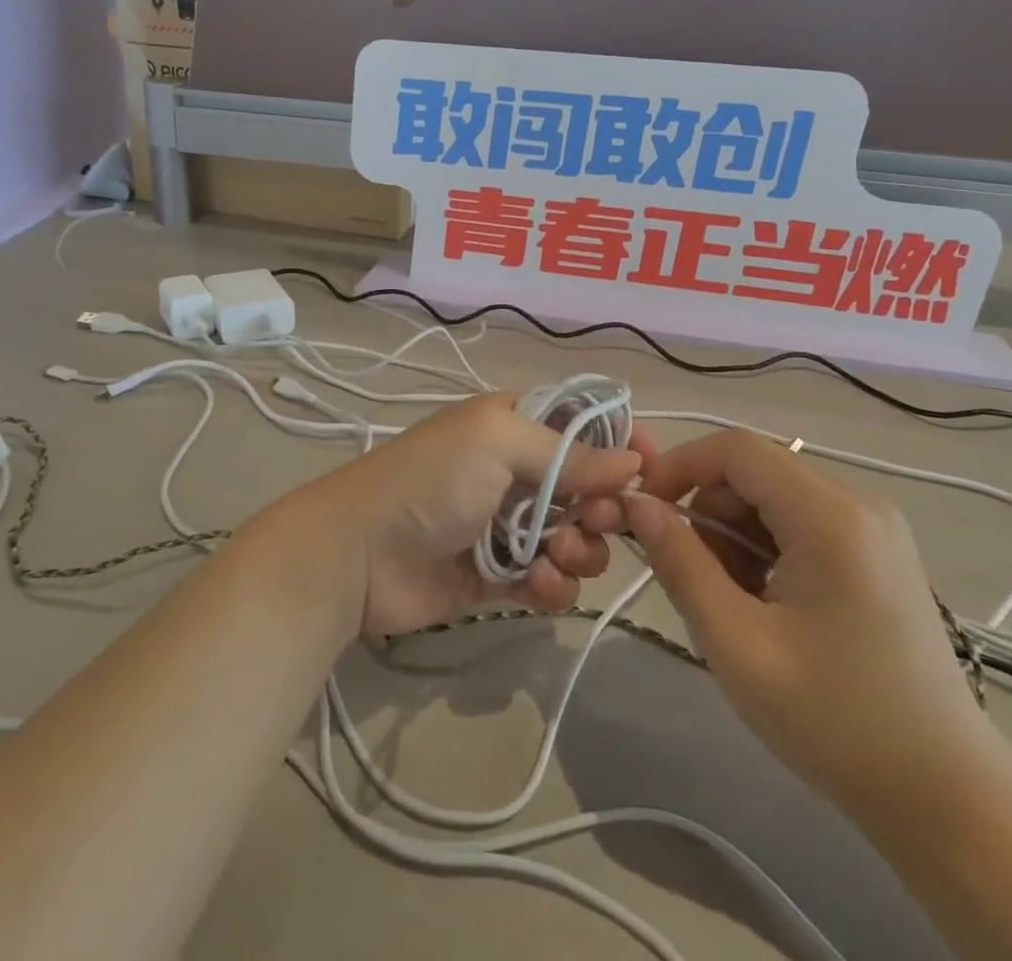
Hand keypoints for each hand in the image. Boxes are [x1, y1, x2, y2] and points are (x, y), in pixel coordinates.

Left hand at [300, 395, 650, 638]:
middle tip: (599, 521)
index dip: (620, 443)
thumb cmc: (431, 479)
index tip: (651, 469)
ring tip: (556, 558)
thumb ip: (569, 453)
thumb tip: (634, 460)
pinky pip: (550, 580)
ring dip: (580, 550)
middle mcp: (517, 471)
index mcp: (515, 425)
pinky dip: (554, 585)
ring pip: (576, 538)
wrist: (360, 553)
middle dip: (604, 506)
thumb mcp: (497, 442)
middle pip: (590, 487)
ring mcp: (509, 526)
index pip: (584, 424)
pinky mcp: (500, 577)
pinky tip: (538, 586)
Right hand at [622, 430, 1001, 824]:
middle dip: (709, 511)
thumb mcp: (738, 644)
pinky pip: (800, 518)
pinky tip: (771, 604)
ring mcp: (875, 524)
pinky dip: (767, 546)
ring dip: (736, 533)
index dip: (679, 466)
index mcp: (831, 517)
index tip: (645, 512)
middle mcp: (859, 502)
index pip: (735, 448)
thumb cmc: (837, 722)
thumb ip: (680, 563)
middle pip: (754, 469)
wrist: (948, 797)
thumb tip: (635, 504)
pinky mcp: (878, 549)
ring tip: (738, 604)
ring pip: (773, 494)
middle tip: (697, 579)